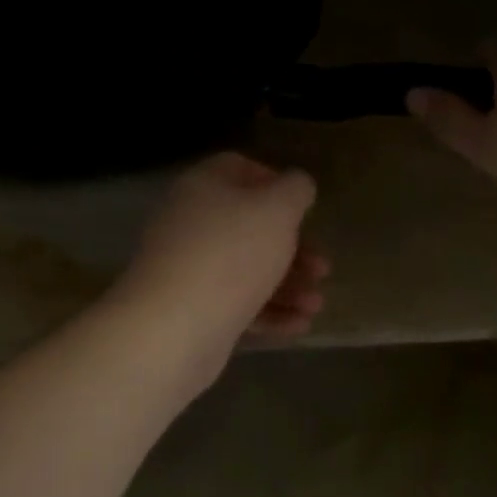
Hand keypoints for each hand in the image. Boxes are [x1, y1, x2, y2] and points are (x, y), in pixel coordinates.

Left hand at [114, 153, 328, 376]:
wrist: (174, 327)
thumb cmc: (231, 254)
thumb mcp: (277, 210)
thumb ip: (295, 191)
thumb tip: (296, 185)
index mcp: (204, 187)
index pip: (238, 168)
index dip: (275, 182)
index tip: (304, 207)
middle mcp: (191, 224)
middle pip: (249, 227)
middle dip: (293, 249)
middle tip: (322, 269)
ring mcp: (189, 270)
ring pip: (247, 270)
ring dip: (288, 286)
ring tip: (315, 305)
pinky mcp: (193, 311)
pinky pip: (237, 305)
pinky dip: (269, 312)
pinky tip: (299, 325)